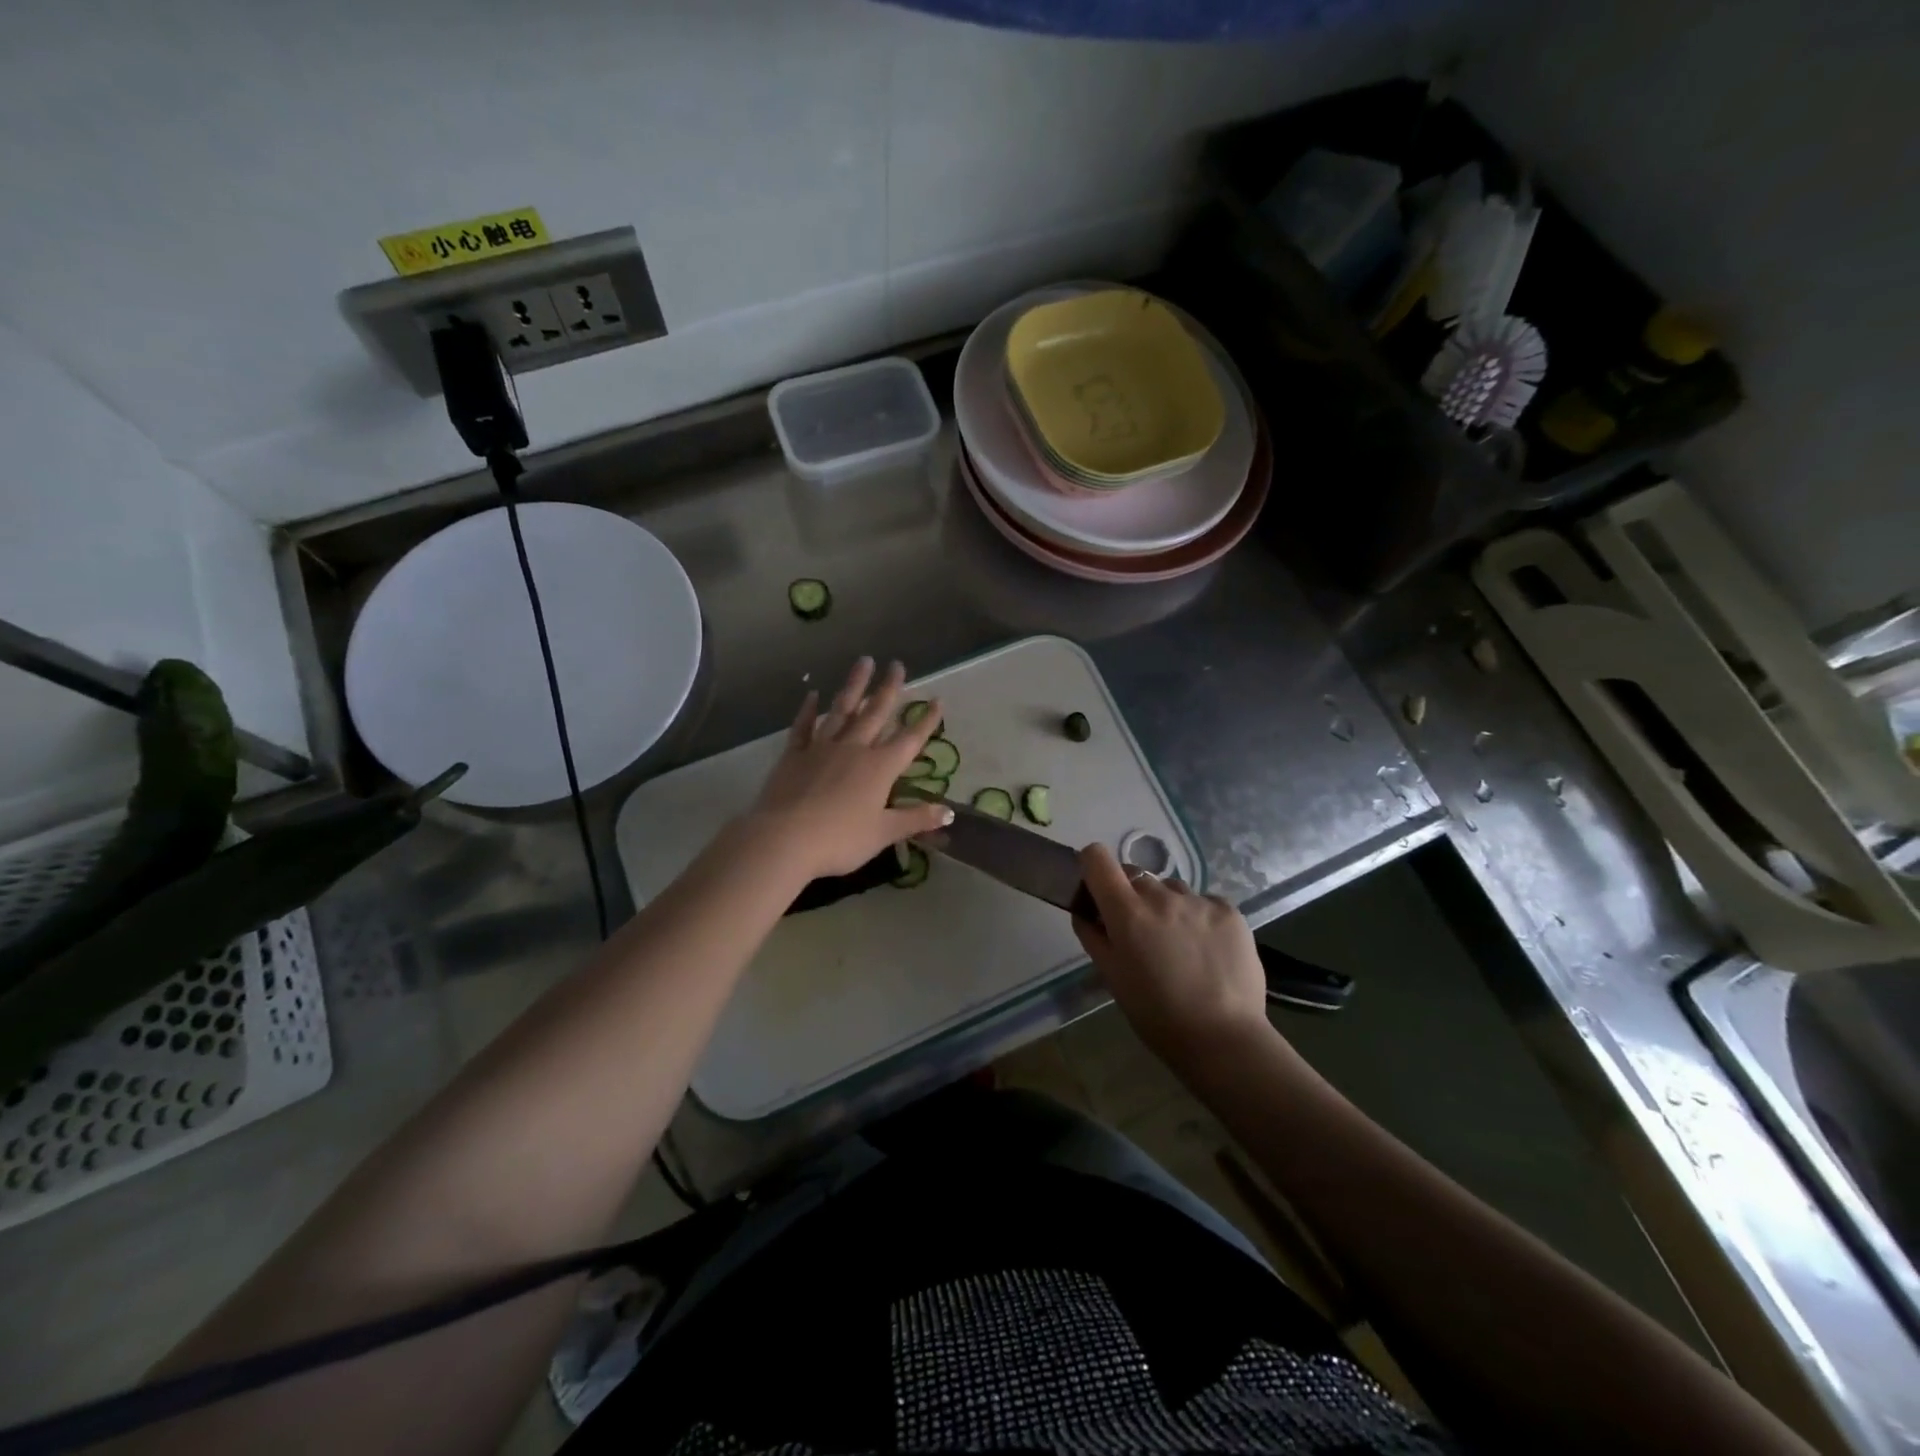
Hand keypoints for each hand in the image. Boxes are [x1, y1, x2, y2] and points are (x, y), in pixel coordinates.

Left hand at [744, 657, 953, 879]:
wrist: (784, 839)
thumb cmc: (840, 840)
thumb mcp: (884, 833)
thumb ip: (916, 819)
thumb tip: (949, 812)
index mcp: (880, 768)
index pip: (909, 739)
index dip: (925, 720)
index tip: (937, 700)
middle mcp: (854, 749)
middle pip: (875, 713)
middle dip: (889, 688)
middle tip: (897, 664)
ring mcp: (822, 748)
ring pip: (842, 710)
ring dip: (854, 685)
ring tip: (863, 662)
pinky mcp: (794, 754)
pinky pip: (803, 726)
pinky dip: (808, 709)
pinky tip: (813, 694)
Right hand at [1072, 843, 1272, 1064]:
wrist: (1223, 1039)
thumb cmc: (1156, 1014)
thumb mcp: (1112, 977)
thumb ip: (1093, 936)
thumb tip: (1085, 910)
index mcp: (1127, 912)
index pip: (1098, 858)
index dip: (1093, 867)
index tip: (1097, 888)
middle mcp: (1162, 896)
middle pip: (1136, 877)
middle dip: (1132, 898)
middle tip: (1142, 935)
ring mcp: (1199, 901)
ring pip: (1172, 889)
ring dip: (1168, 907)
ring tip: (1180, 946)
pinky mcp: (1230, 911)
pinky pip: (1204, 902)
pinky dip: (1199, 918)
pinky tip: (1207, 950)